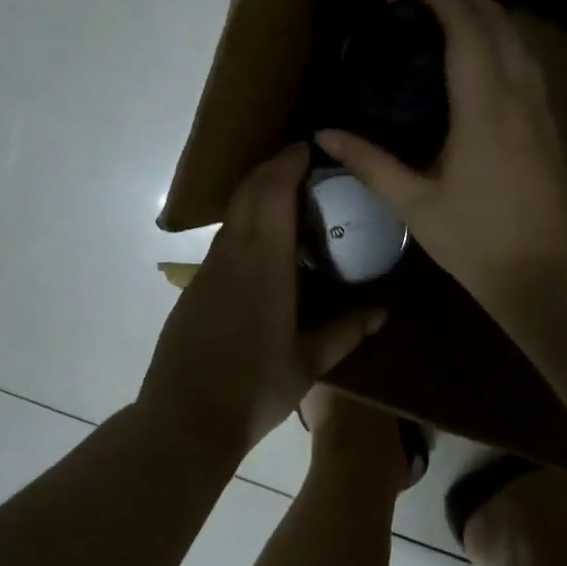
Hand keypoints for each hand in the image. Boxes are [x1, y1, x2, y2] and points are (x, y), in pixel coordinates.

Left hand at [141, 144, 384, 458]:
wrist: (185, 419)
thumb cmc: (253, 390)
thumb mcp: (307, 364)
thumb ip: (346, 332)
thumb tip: (382, 312)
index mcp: (264, 264)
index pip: (272, 194)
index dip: (287, 163)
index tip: (307, 147)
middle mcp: (233, 255)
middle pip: (248, 192)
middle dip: (272, 167)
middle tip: (302, 162)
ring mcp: (209, 268)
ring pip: (233, 212)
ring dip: (256, 191)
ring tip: (288, 193)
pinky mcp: (195, 285)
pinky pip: (224, 236)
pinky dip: (245, 219)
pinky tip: (263, 240)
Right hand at [316, 0, 566, 303]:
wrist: (547, 277)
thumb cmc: (476, 241)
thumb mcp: (414, 204)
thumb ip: (370, 162)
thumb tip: (324, 134)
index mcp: (484, 106)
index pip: (465, 25)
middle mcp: (519, 94)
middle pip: (497, 18)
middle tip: (415, 5)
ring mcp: (542, 109)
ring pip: (518, 38)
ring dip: (484, 18)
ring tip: (442, 27)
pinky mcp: (550, 125)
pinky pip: (527, 63)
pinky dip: (501, 44)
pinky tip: (476, 67)